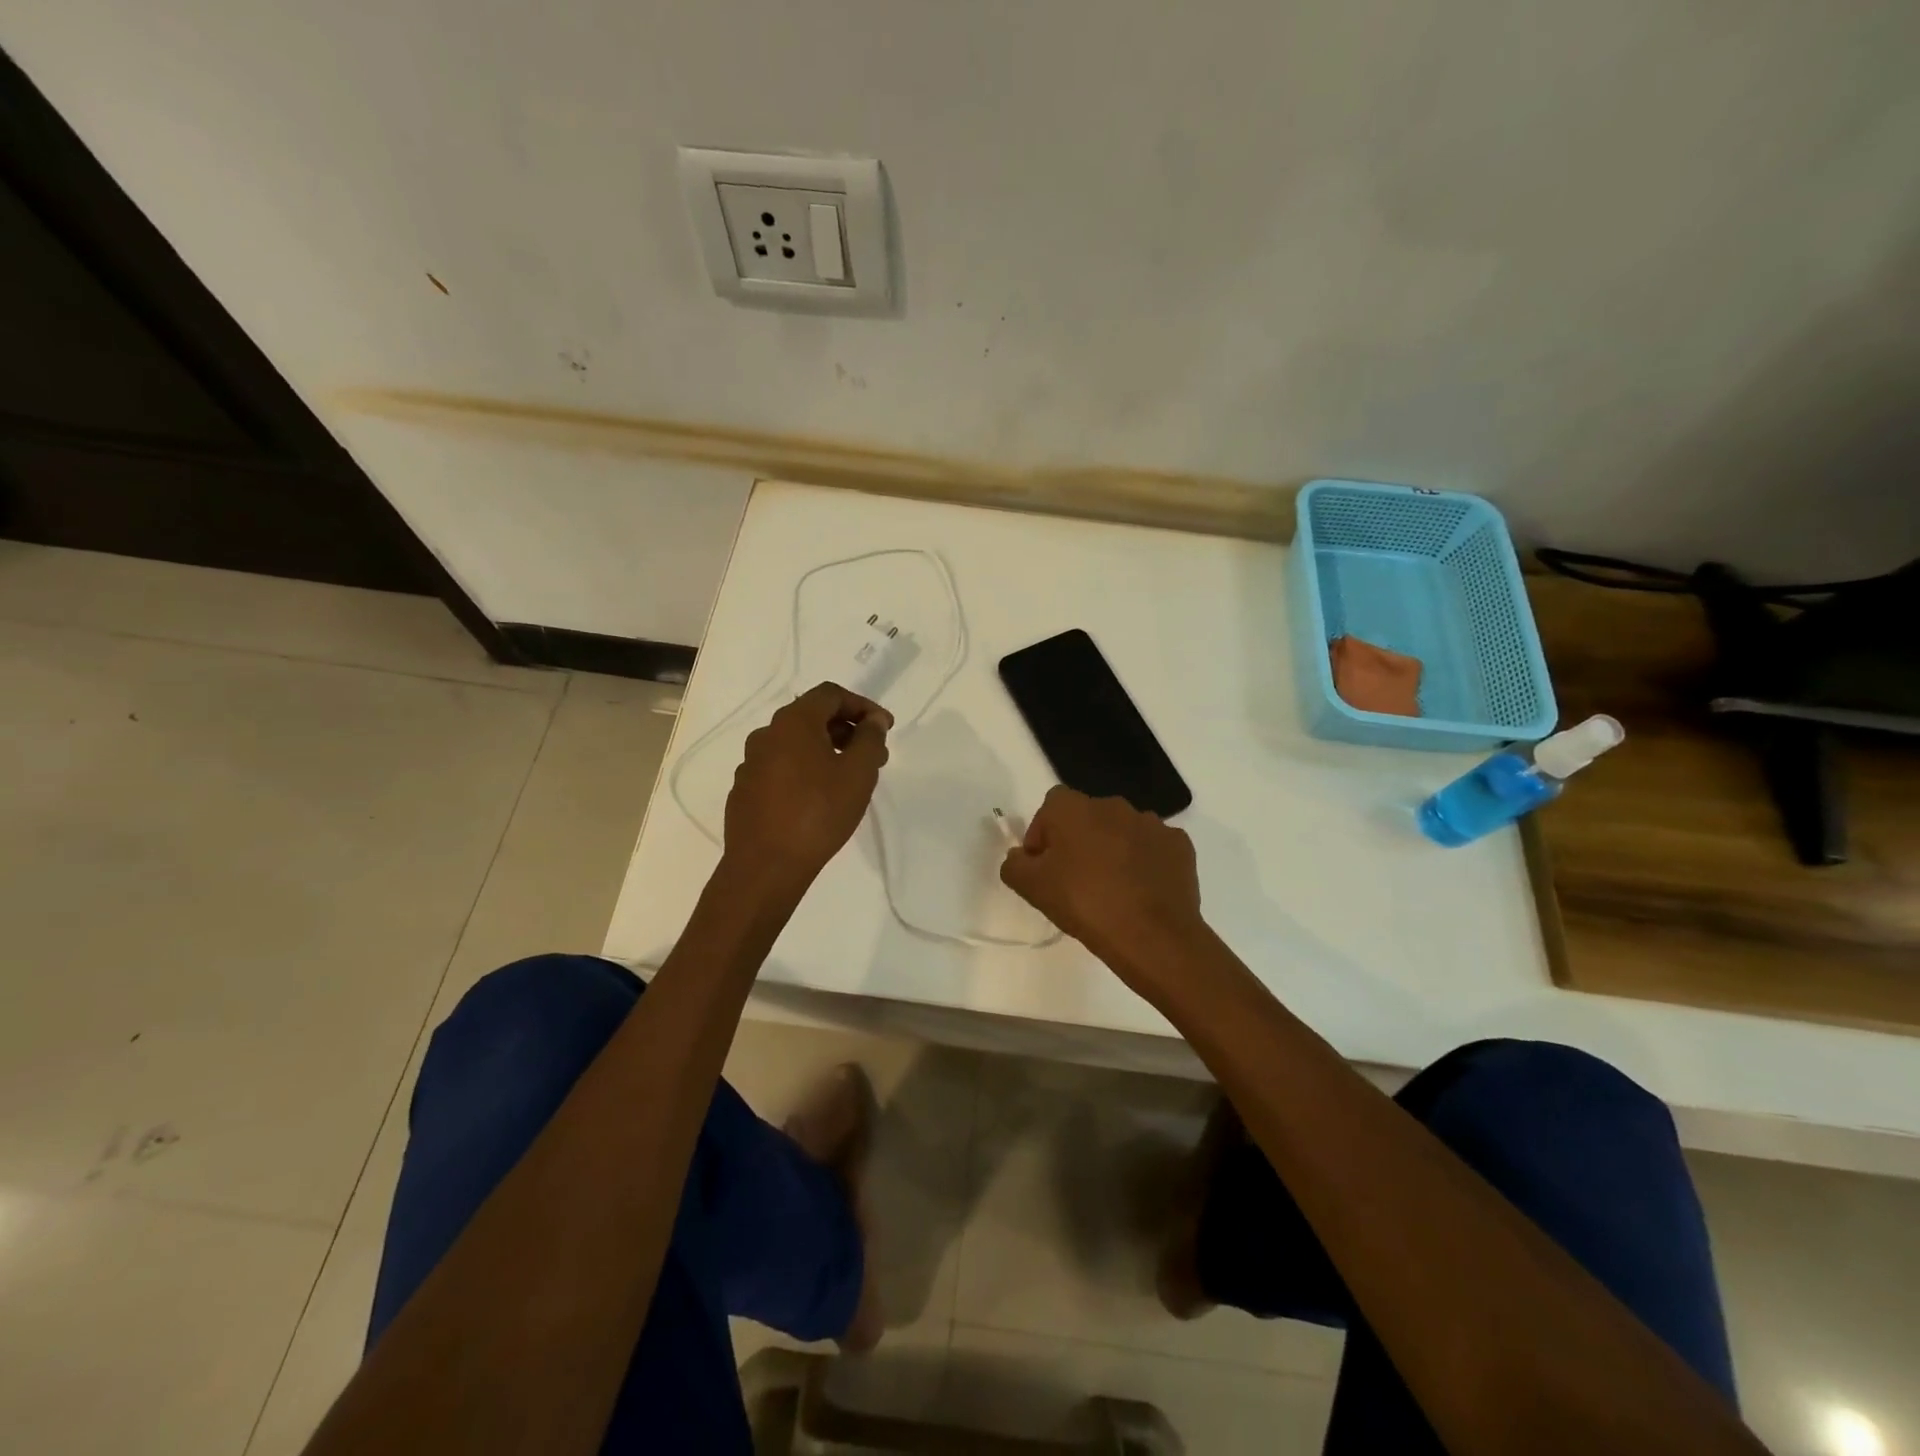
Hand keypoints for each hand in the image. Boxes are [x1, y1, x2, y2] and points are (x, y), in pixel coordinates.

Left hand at [722, 682, 891, 894]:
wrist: (765, 867)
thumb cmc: (818, 813)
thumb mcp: (858, 773)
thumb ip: (871, 739)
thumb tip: (873, 720)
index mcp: (793, 722)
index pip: (831, 695)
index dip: (863, 705)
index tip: (885, 728)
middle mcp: (766, 735)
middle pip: (811, 717)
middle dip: (847, 729)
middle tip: (874, 754)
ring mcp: (751, 763)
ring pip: (795, 744)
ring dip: (826, 750)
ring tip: (850, 777)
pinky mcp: (745, 790)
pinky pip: (780, 768)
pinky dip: (805, 770)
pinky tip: (819, 797)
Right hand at [999, 786, 1205, 974]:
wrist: (1152, 935)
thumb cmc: (1084, 903)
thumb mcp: (1032, 888)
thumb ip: (1015, 865)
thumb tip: (1020, 857)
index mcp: (1074, 808)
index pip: (1050, 808)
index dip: (1043, 834)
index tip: (1043, 867)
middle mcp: (1113, 805)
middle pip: (1087, 817)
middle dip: (1079, 842)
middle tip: (1074, 881)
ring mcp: (1151, 823)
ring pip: (1122, 832)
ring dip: (1113, 850)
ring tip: (1111, 890)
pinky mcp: (1179, 845)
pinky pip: (1153, 848)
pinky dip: (1145, 863)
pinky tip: (1141, 892)